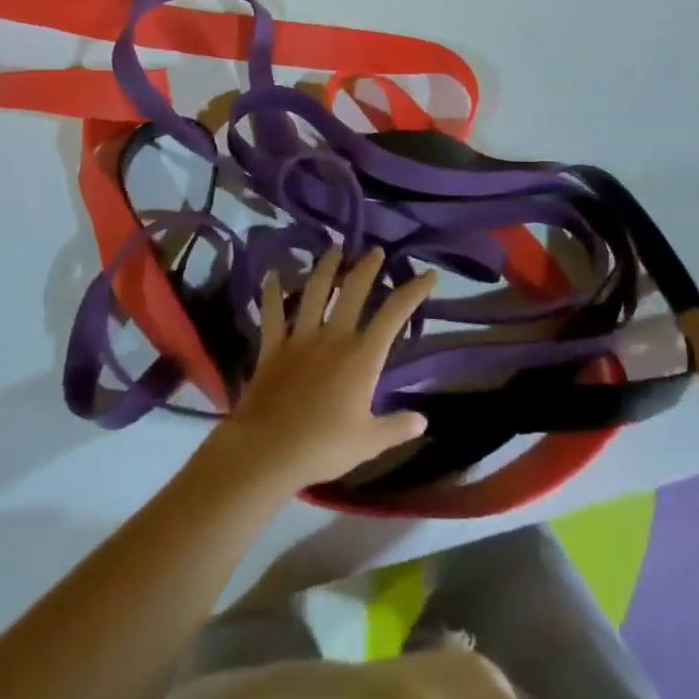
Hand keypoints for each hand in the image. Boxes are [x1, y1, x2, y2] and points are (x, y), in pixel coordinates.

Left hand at [209, 247, 435, 492]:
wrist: (270, 449)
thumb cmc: (324, 446)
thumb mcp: (369, 442)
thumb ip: (397, 427)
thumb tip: (423, 420)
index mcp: (362, 356)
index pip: (395, 314)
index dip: (414, 291)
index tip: (429, 275)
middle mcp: (334, 336)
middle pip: (354, 290)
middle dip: (367, 267)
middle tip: (375, 252)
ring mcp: (301, 337)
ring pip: (316, 290)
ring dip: (326, 267)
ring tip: (334, 249)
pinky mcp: (273, 346)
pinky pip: (272, 311)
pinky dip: (271, 291)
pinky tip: (272, 273)